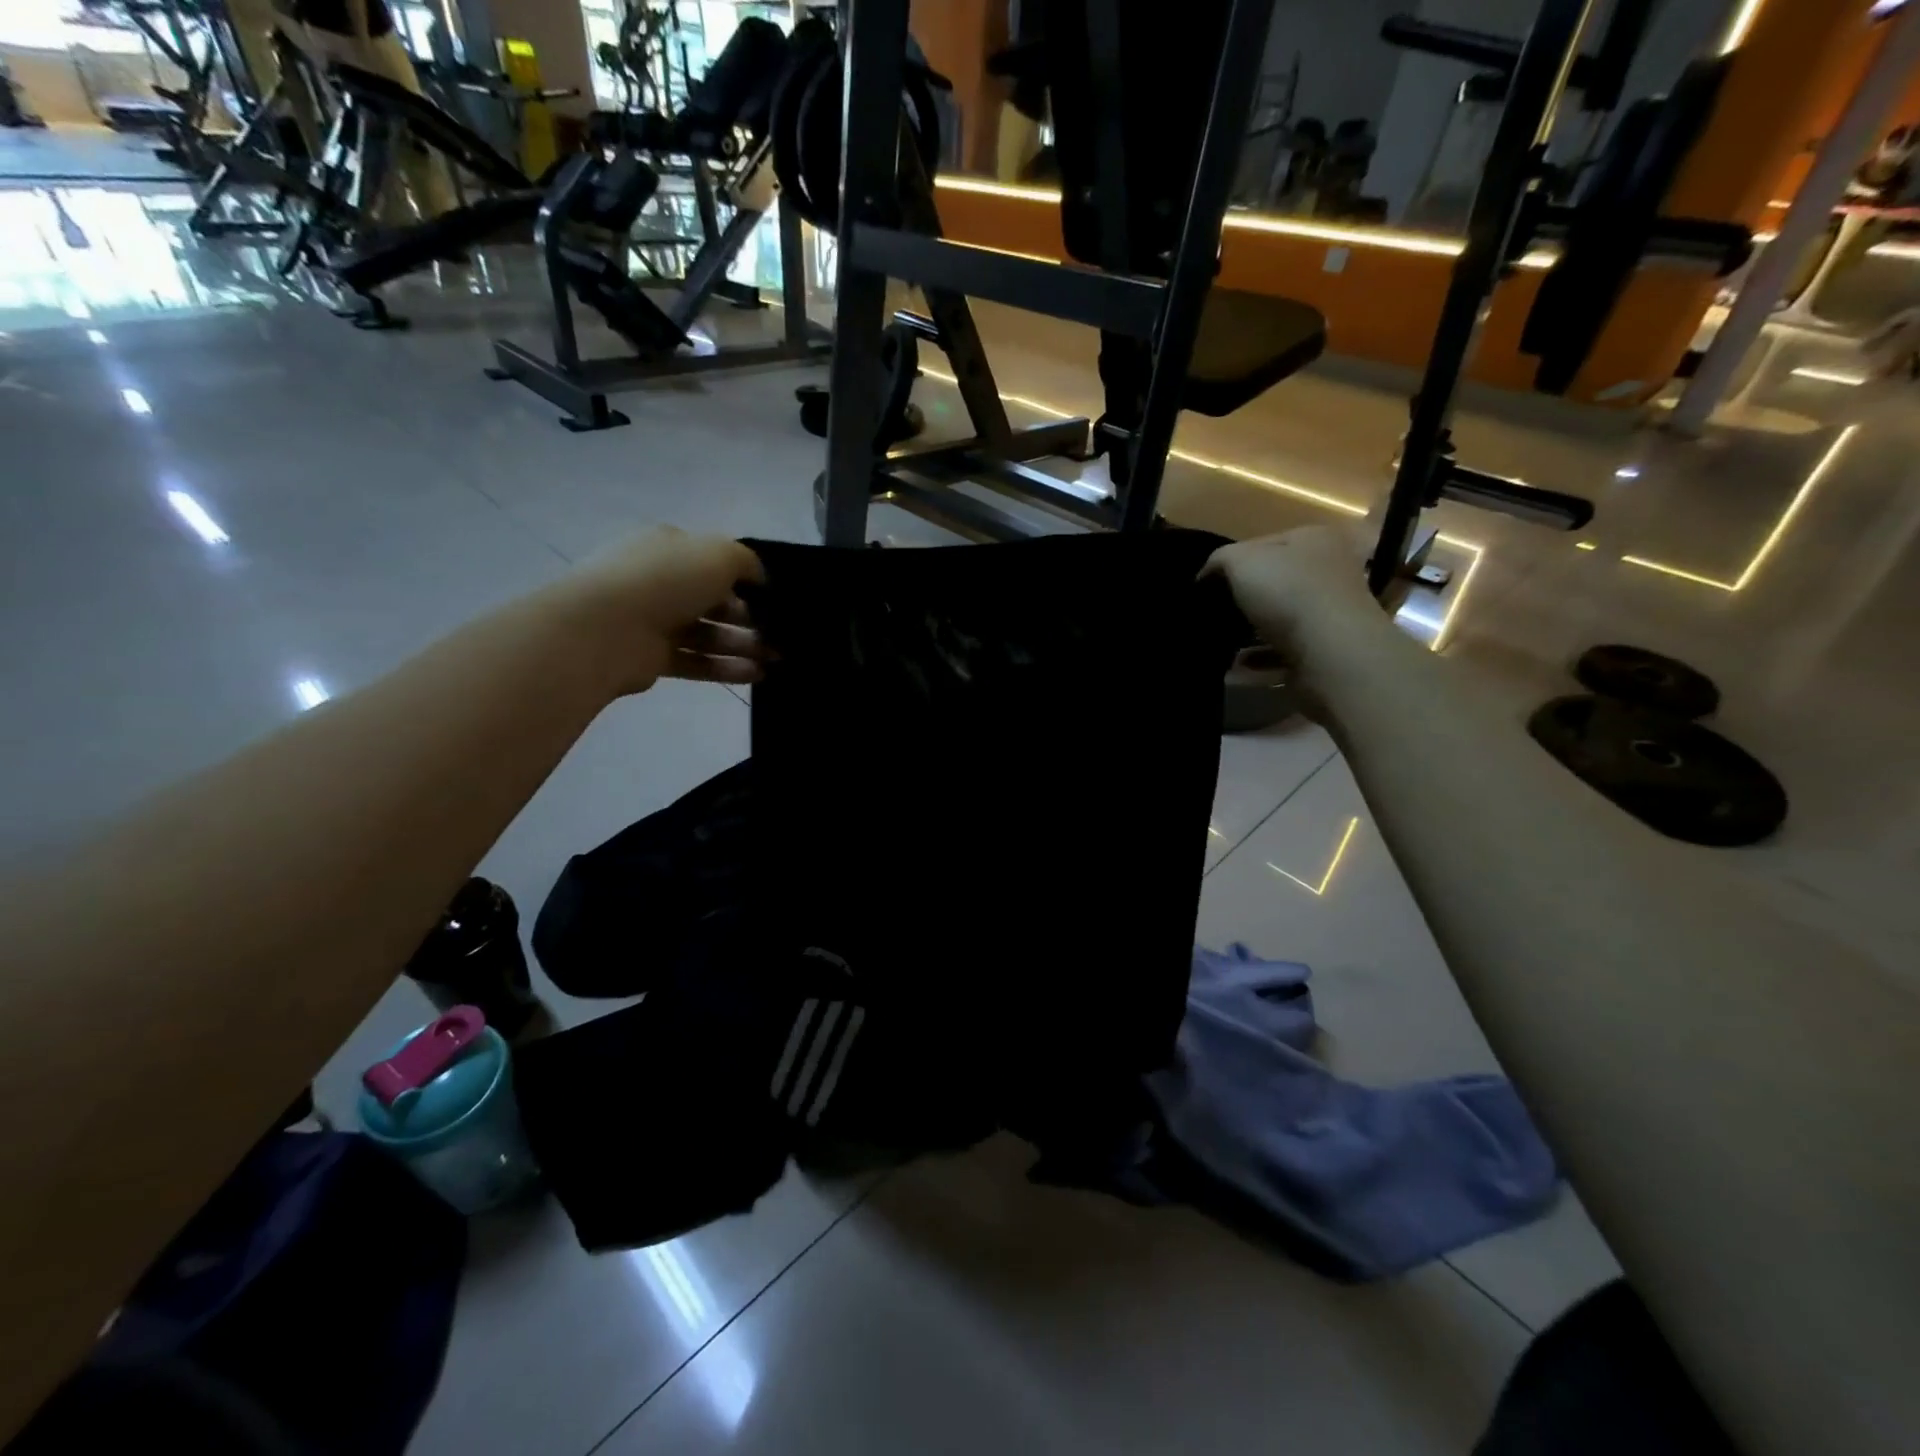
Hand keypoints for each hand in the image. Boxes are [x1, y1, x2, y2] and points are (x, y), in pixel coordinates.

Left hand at [556, 528, 769, 695]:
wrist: (607, 628)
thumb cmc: (666, 580)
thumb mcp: (719, 554)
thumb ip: (747, 562)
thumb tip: (760, 577)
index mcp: (670, 548)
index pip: (713, 561)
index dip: (745, 579)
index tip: (773, 598)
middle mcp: (660, 582)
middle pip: (714, 601)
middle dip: (751, 618)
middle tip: (781, 634)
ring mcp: (653, 621)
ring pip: (709, 634)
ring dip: (744, 646)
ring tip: (777, 659)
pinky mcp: (653, 658)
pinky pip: (697, 661)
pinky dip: (727, 668)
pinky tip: (757, 676)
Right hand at [1204, 526, 1384, 689]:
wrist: (1331, 652)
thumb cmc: (1288, 592)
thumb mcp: (1241, 560)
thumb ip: (1219, 559)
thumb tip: (1206, 574)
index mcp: (1314, 540)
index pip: (1265, 543)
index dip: (1233, 562)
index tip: (1206, 584)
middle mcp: (1329, 572)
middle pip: (1275, 583)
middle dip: (1243, 600)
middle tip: (1213, 613)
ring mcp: (1329, 615)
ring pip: (1278, 621)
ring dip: (1249, 634)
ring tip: (1220, 643)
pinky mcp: (1324, 652)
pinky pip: (1282, 655)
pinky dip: (1258, 662)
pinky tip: (1235, 669)